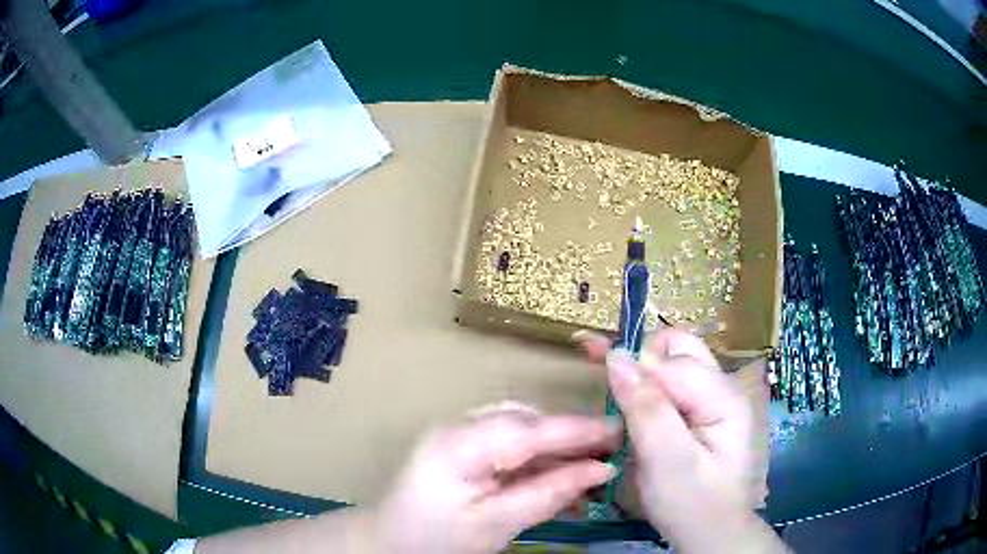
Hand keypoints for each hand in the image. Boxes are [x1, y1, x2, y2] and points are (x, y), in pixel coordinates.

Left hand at [372, 403, 619, 553]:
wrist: (387, 543)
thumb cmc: (436, 540)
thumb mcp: (496, 524)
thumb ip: (548, 494)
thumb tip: (600, 470)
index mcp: (460, 444)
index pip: (531, 428)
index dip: (579, 429)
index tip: (621, 430)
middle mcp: (458, 427)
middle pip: (527, 422)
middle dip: (570, 437)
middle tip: (610, 453)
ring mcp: (457, 435)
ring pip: (520, 430)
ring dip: (555, 448)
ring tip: (589, 468)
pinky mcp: (460, 448)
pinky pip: (508, 445)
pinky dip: (536, 459)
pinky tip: (558, 477)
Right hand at [578, 329, 784, 552]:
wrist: (710, 533)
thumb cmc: (691, 504)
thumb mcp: (666, 462)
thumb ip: (646, 409)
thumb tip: (616, 357)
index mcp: (723, 398)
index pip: (673, 363)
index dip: (635, 367)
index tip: (595, 372)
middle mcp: (722, 388)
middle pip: (679, 349)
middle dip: (639, 355)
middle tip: (602, 370)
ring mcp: (713, 399)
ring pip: (673, 362)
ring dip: (640, 369)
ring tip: (608, 383)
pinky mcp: (701, 413)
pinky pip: (672, 384)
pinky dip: (646, 387)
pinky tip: (626, 398)